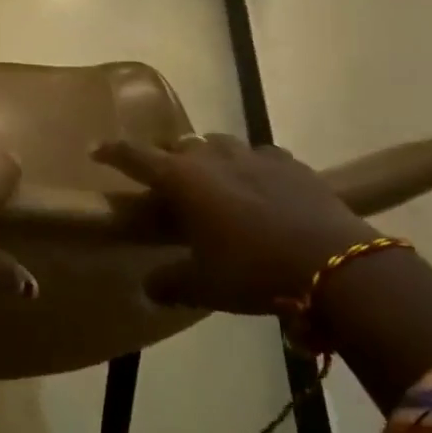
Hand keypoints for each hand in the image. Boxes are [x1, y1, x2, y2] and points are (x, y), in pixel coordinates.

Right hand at [93, 134, 373, 313]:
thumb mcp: (203, 285)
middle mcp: (212, 158)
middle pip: (180, 146)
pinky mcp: (291, 164)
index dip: (112, 152)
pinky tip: (259, 186)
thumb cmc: (253, 271)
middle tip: (168, 183)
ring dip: (210, 159)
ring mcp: (254, 156)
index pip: (135, 157)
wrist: (336, 265)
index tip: (95, 150)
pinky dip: (251, 167)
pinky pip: (261, 156)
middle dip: (168, 159)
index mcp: (182, 180)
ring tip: (214, 183)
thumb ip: (168, 283)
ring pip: (220, 144)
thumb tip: (147, 288)